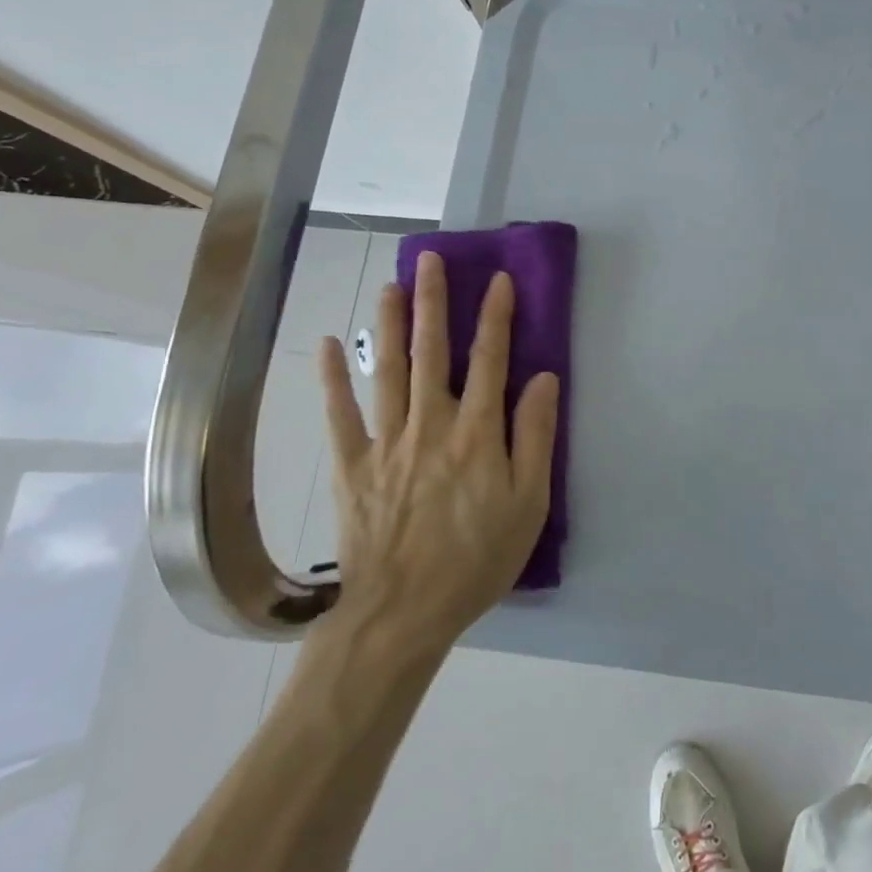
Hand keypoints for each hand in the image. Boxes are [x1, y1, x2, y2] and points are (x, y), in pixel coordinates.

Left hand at [313, 250, 559, 655]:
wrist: (404, 612)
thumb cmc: (478, 558)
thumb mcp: (529, 503)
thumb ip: (536, 436)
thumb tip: (545, 379)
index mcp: (477, 433)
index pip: (491, 360)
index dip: (496, 317)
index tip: (499, 280)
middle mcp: (431, 424)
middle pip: (432, 352)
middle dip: (433, 302)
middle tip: (430, 260)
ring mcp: (386, 442)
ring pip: (386, 371)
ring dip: (388, 324)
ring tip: (390, 285)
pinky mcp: (352, 466)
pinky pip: (340, 415)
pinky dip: (332, 379)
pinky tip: (326, 347)